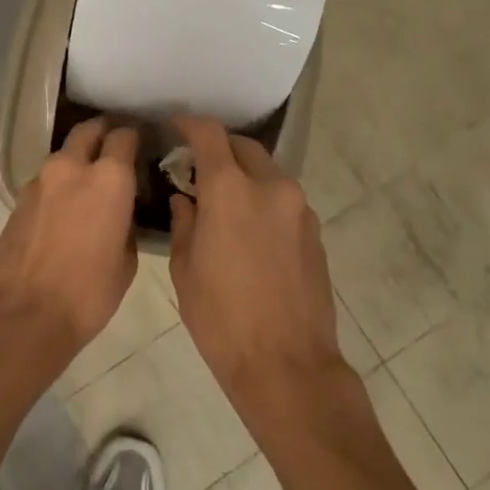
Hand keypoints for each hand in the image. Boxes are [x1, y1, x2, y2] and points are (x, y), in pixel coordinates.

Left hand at [0, 117, 138, 364]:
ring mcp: (39, 182)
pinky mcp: (17, 201)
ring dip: (77, 163)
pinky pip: (45, 183)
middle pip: (88, 131)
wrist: (24, 316)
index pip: (124, 136)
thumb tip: (120, 214)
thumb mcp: (126, 261)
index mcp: (109, 178)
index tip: (142, 146)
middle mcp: (71, 168)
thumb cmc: (88, 293)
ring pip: (63, 157)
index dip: (135, 138)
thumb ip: (126, 225)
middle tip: (114, 149)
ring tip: (89, 187)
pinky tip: (65, 212)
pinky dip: (58, 188)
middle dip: (102, 133)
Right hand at [167, 116, 345, 422]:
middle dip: (219, 148)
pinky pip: (283, 200)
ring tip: (222, 200)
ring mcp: (299, 209)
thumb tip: (186, 200)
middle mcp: (271, 187)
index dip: (190, 125)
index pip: (210, 136)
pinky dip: (263, 200)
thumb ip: (185, 223)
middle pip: (244, 148)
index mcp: (231, 191)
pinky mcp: (315, 232)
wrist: (286, 364)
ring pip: (268, 173)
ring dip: (244, 175)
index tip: (175, 127)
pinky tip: (248, 228)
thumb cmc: (221, 319)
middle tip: (196, 166)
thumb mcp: (186, 270)